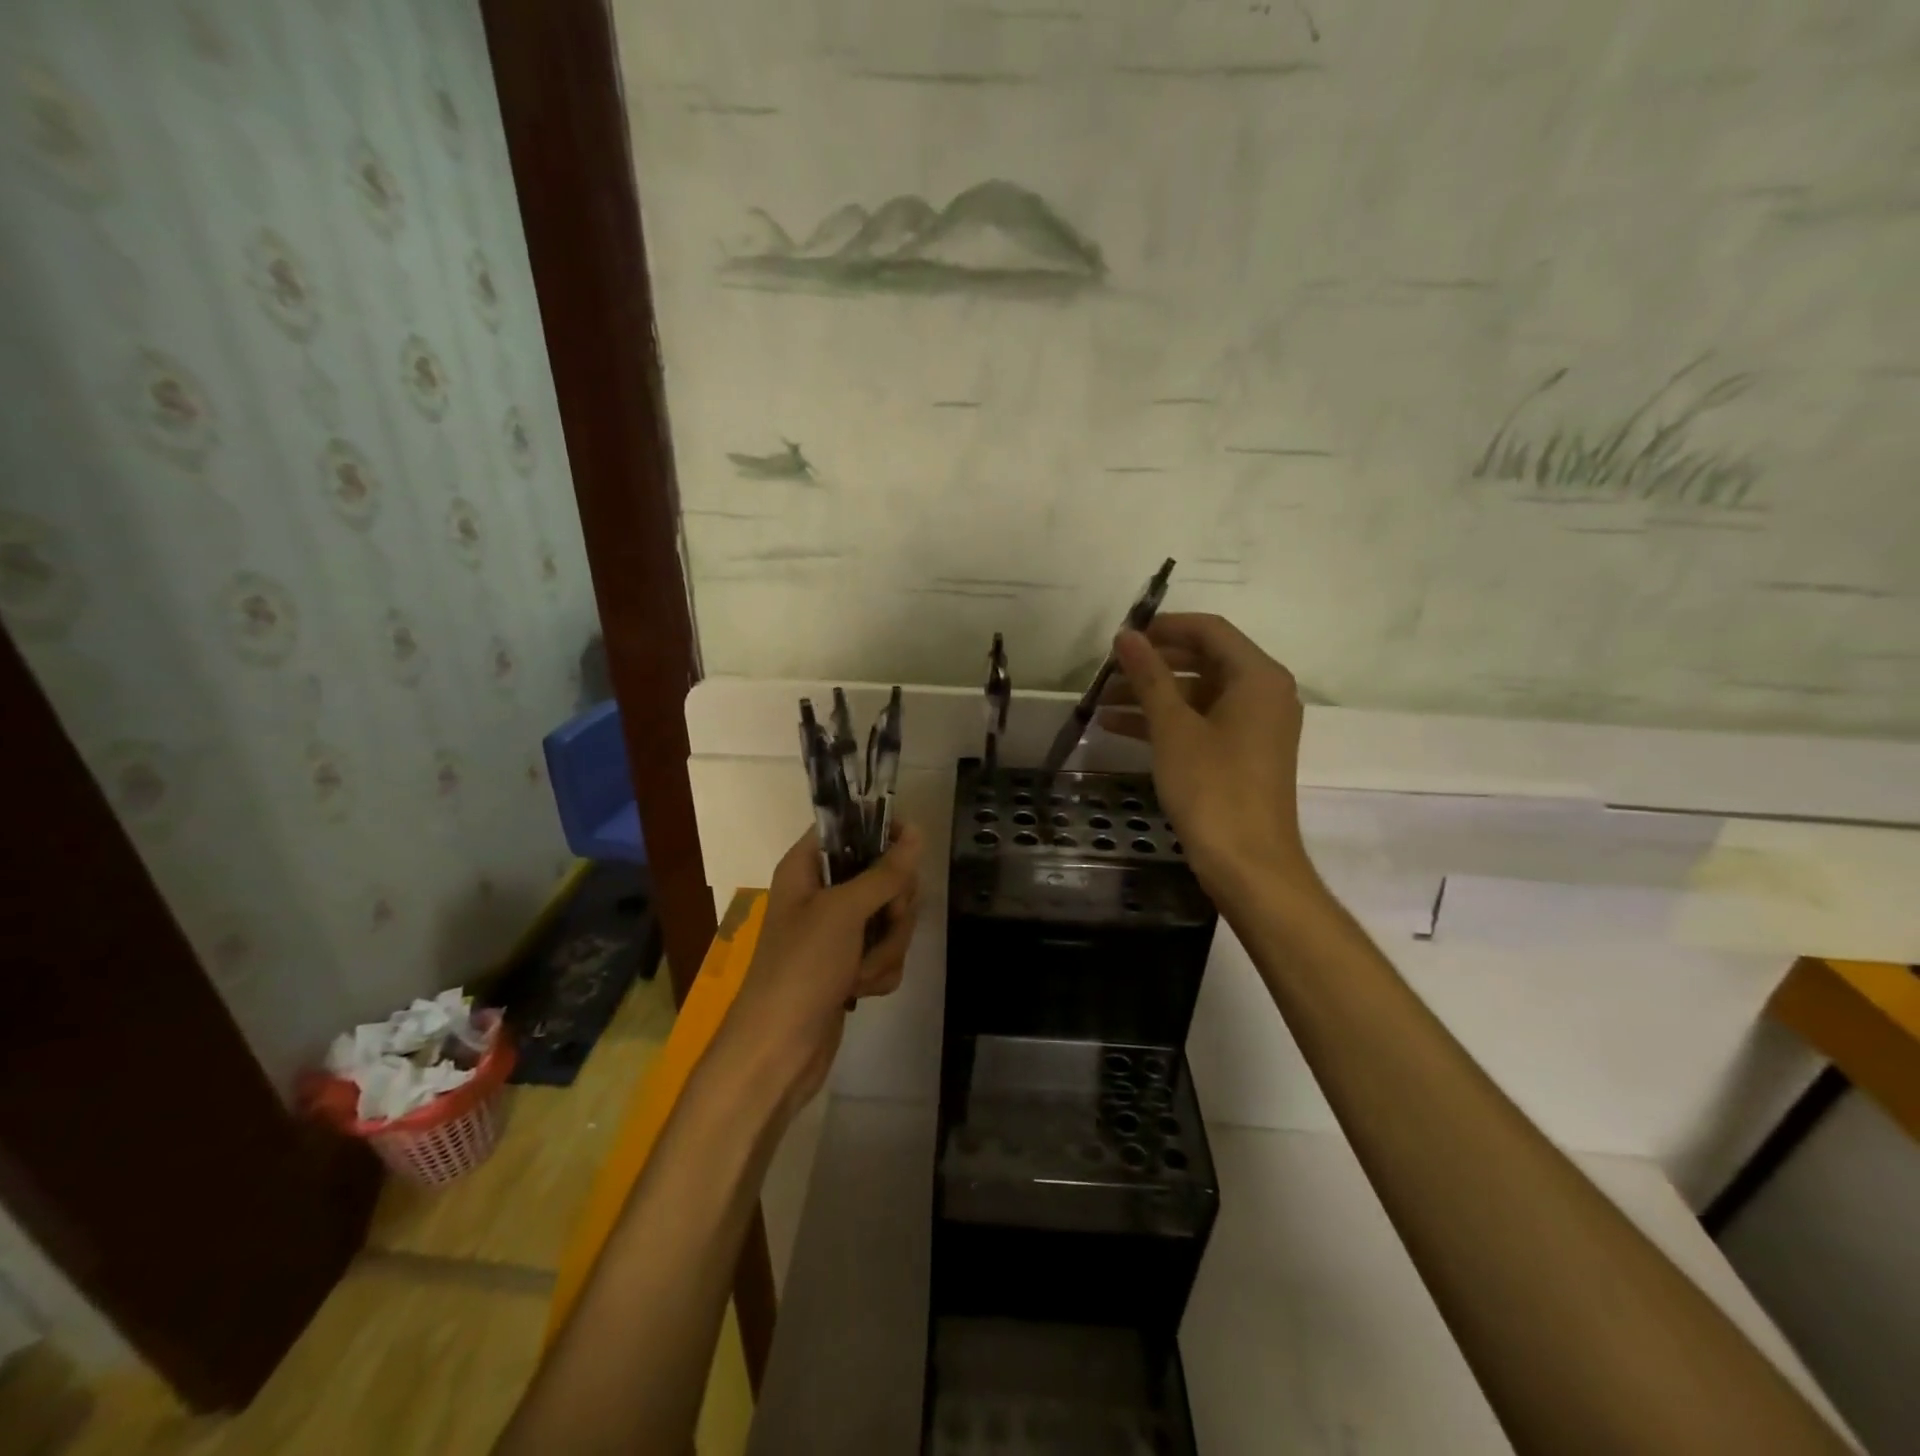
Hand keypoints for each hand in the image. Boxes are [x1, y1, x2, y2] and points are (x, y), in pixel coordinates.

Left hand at [721, 824, 923, 1117]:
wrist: (778, 1051)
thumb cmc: (801, 968)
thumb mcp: (844, 912)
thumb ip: (884, 872)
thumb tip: (916, 832)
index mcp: (807, 868)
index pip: (849, 827)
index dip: (882, 831)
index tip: (911, 845)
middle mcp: (822, 894)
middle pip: (882, 875)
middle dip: (892, 907)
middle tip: (885, 921)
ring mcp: (838, 932)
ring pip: (890, 918)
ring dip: (886, 947)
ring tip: (861, 972)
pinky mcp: (850, 965)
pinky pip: (885, 951)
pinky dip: (879, 972)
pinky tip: (860, 991)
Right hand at [1100, 614, 1317, 904]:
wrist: (1248, 864)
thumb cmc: (1213, 788)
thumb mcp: (1174, 728)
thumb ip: (1150, 676)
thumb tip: (1127, 635)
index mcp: (1258, 676)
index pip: (1209, 630)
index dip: (1164, 627)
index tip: (1122, 636)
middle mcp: (1263, 693)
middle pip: (1203, 659)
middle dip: (1152, 663)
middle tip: (1108, 669)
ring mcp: (1254, 726)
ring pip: (1197, 694)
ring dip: (1151, 695)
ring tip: (1102, 700)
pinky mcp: (1242, 754)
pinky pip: (1200, 722)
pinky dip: (1164, 722)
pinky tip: (1117, 727)